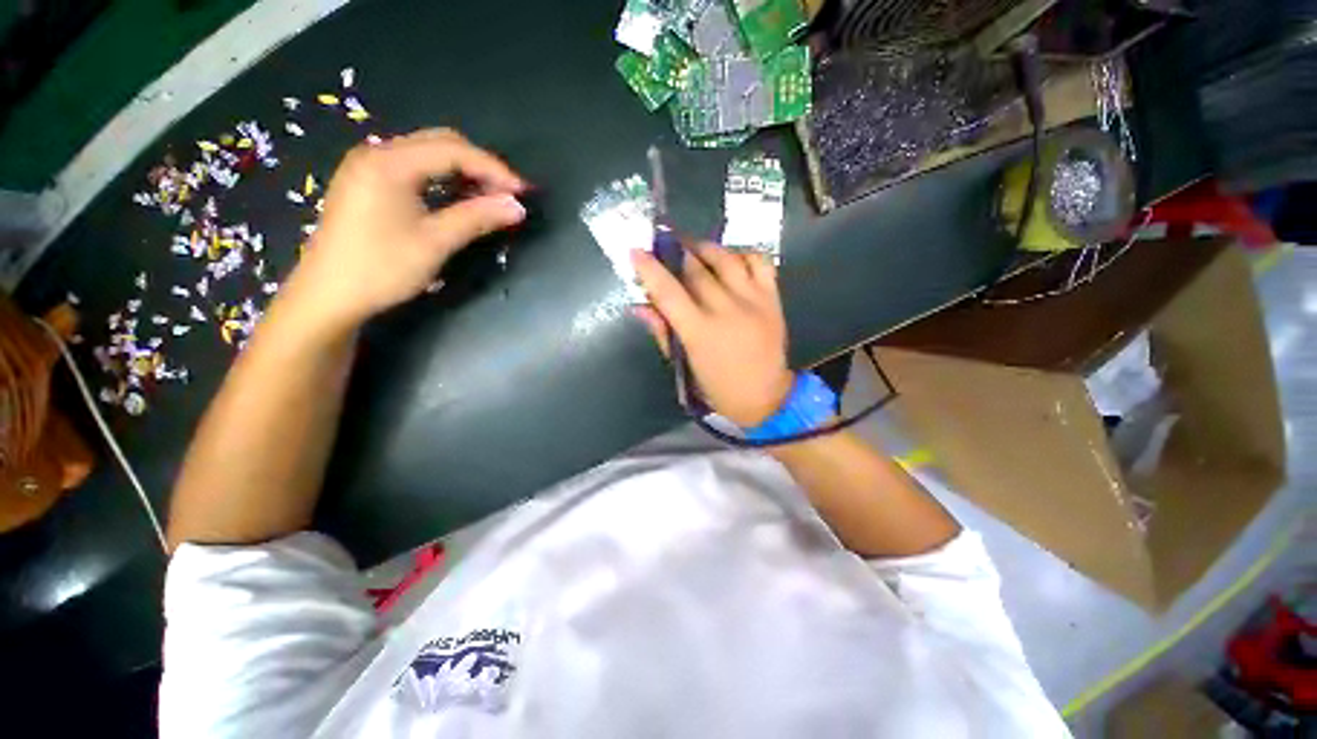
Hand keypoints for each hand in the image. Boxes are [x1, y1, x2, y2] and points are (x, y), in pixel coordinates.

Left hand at [282, 128, 526, 334]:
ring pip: (427, 155)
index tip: (522, 192)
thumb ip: (477, 218)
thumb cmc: (381, 268)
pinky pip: (413, 168)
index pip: (453, 150)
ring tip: (489, 198)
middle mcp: (377, 154)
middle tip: (507, 194)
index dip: (493, 168)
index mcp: (390, 163)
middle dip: (479, 165)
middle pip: (439, 143)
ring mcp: (368, 167)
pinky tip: (457, 199)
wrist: (328, 296)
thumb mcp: (435, 243)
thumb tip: (517, 207)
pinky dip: (442, 179)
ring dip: (462, 172)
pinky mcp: (367, 183)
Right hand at [632, 243, 792, 427]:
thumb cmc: (719, 389)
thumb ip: (663, 333)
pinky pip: (760, 261)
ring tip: (693, 248)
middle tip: (663, 243)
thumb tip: (641, 306)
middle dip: (675, 251)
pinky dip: (742, 253)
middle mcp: (727, 310)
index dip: (650, 269)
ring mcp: (753, 300)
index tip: (636, 251)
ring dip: (705, 247)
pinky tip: (730, 259)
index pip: (669, 292)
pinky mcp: (773, 298)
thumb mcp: (684, 367)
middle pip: (695, 269)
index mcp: (701, 333)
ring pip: (726, 258)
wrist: (767, 398)